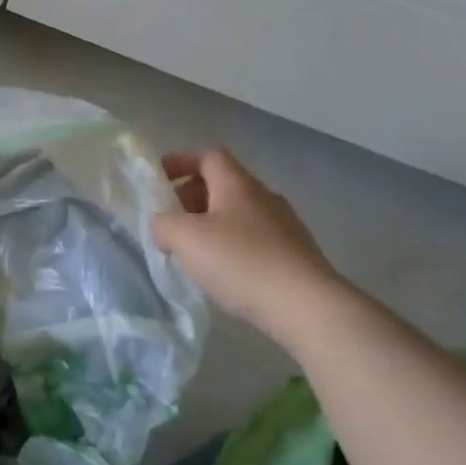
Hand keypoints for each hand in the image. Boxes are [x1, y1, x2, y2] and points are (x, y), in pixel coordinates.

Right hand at [153, 149, 344, 339]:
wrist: (307, 308)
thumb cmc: (241, 262)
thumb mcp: (184, 238)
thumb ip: (162, 223)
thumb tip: (163, 224)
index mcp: (237, 185)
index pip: (209, 156)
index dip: (181, 162)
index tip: (158, 178)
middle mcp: (264, 197)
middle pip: (222, 184)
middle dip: (191, 196)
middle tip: (170, 219)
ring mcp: (284, 226)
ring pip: (237, 213)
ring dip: (210, 223)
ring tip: (192, 250)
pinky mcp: (294, 254)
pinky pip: (252, 237)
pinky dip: (230, 244)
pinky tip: (221, 270)